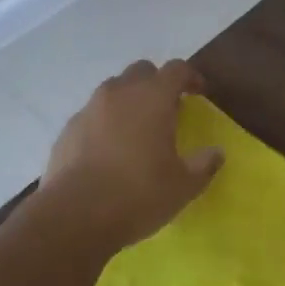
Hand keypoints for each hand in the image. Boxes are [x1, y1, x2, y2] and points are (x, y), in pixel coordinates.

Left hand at [42, 60, 222, 253]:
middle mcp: (121, 92)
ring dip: (128, 100)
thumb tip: (216, 152)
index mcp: (153, 97)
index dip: (190, 77)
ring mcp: (90, 108)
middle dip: (156, 83)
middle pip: (142, 71)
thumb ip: (203, 165)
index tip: (199, 92)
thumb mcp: (183, 186)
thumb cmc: (137, 194)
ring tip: (135, 129)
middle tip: (165, 109)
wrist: (74, 216)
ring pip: (114, 89)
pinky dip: (103, 123)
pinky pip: (92, 114)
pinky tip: (106, 151)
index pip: (177, 69)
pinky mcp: (68, 129)